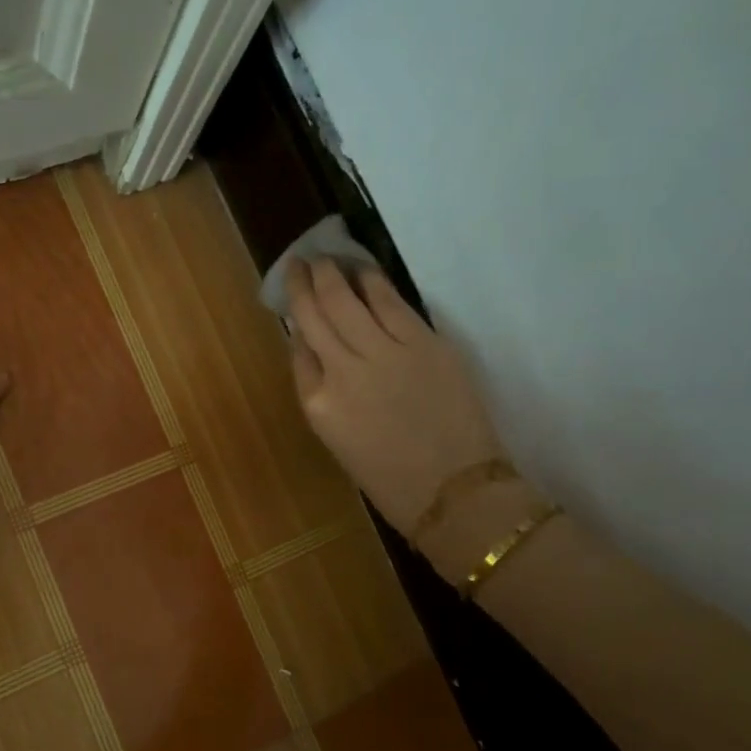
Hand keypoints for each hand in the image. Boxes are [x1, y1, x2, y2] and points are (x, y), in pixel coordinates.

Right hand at [285, 258, 502, 539]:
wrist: (455, 492)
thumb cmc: (391, 479)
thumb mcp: (338, 441)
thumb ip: (322, 393)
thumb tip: (316, 349)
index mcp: (318, 404)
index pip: (298, 350)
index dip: (295, 321)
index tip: (295, 303)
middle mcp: (342, 372)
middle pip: (315, 315)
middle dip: (304, 284)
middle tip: (300, 262)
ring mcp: (383, 353)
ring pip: (346, 300)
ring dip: (331, 274)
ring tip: (324, 258)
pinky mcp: (423, 343)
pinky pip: (389, 302)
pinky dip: (372, 282)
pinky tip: (363, 270)